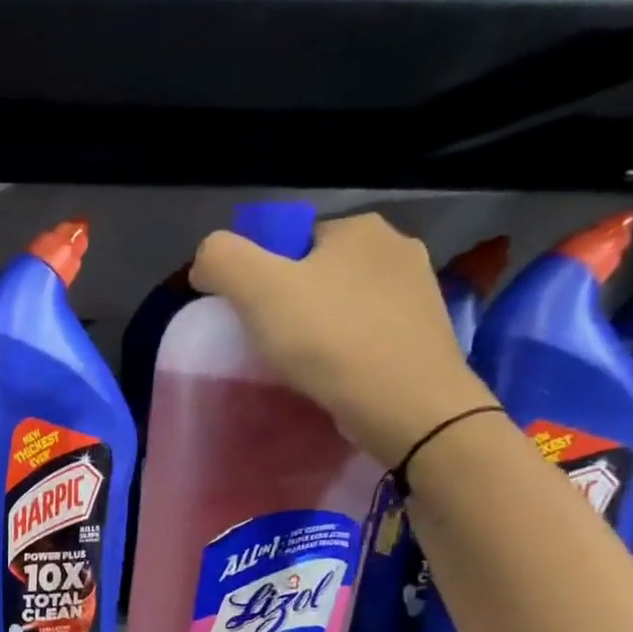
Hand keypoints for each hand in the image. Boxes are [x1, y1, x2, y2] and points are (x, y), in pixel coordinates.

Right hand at [189, 212, 496, 468]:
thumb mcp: (257, 290)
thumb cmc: (329, 339)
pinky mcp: (426, 334)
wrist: (406, 404)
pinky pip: (369, 332)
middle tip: (270, 343)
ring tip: (301, 364)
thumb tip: (206, 259)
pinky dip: (347, 349)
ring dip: (321, 326)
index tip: (249, 317)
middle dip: (292, 302)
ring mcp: (419, 291)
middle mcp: (397, 247)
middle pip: (319, 272)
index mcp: (358, 227)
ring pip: (346, 303)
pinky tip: (334, 375)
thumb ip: (222, 260)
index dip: (261, 276)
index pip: (291, 242)